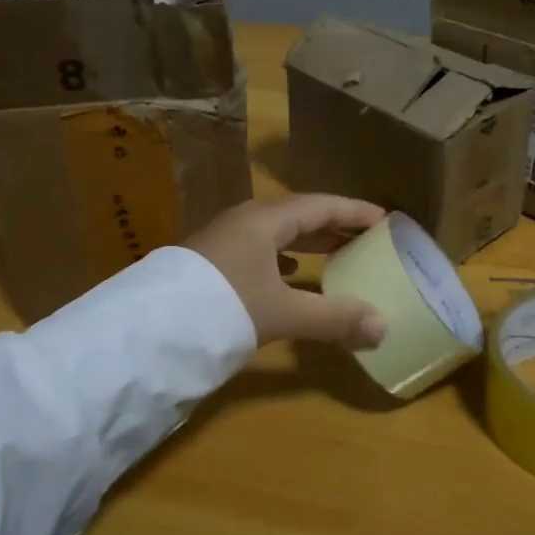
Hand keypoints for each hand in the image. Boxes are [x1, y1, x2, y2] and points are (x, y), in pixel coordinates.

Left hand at [187, 194, 388, 348]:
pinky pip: (260, 250)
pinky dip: (285, 259)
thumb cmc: (224, 306)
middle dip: (334, 226)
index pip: (322, 205)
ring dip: (309, 242)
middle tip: (366, 238)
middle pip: (300, 216)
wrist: (150, 329)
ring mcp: (225, 240)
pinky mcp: (212, 262)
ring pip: (278, 234)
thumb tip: (384, 327)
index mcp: (266, 220)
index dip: (355, 212)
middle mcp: (246, 221)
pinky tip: (291, 276)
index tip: (384, 219)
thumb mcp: (283, 313)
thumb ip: (334, 318)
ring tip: (336, 254)